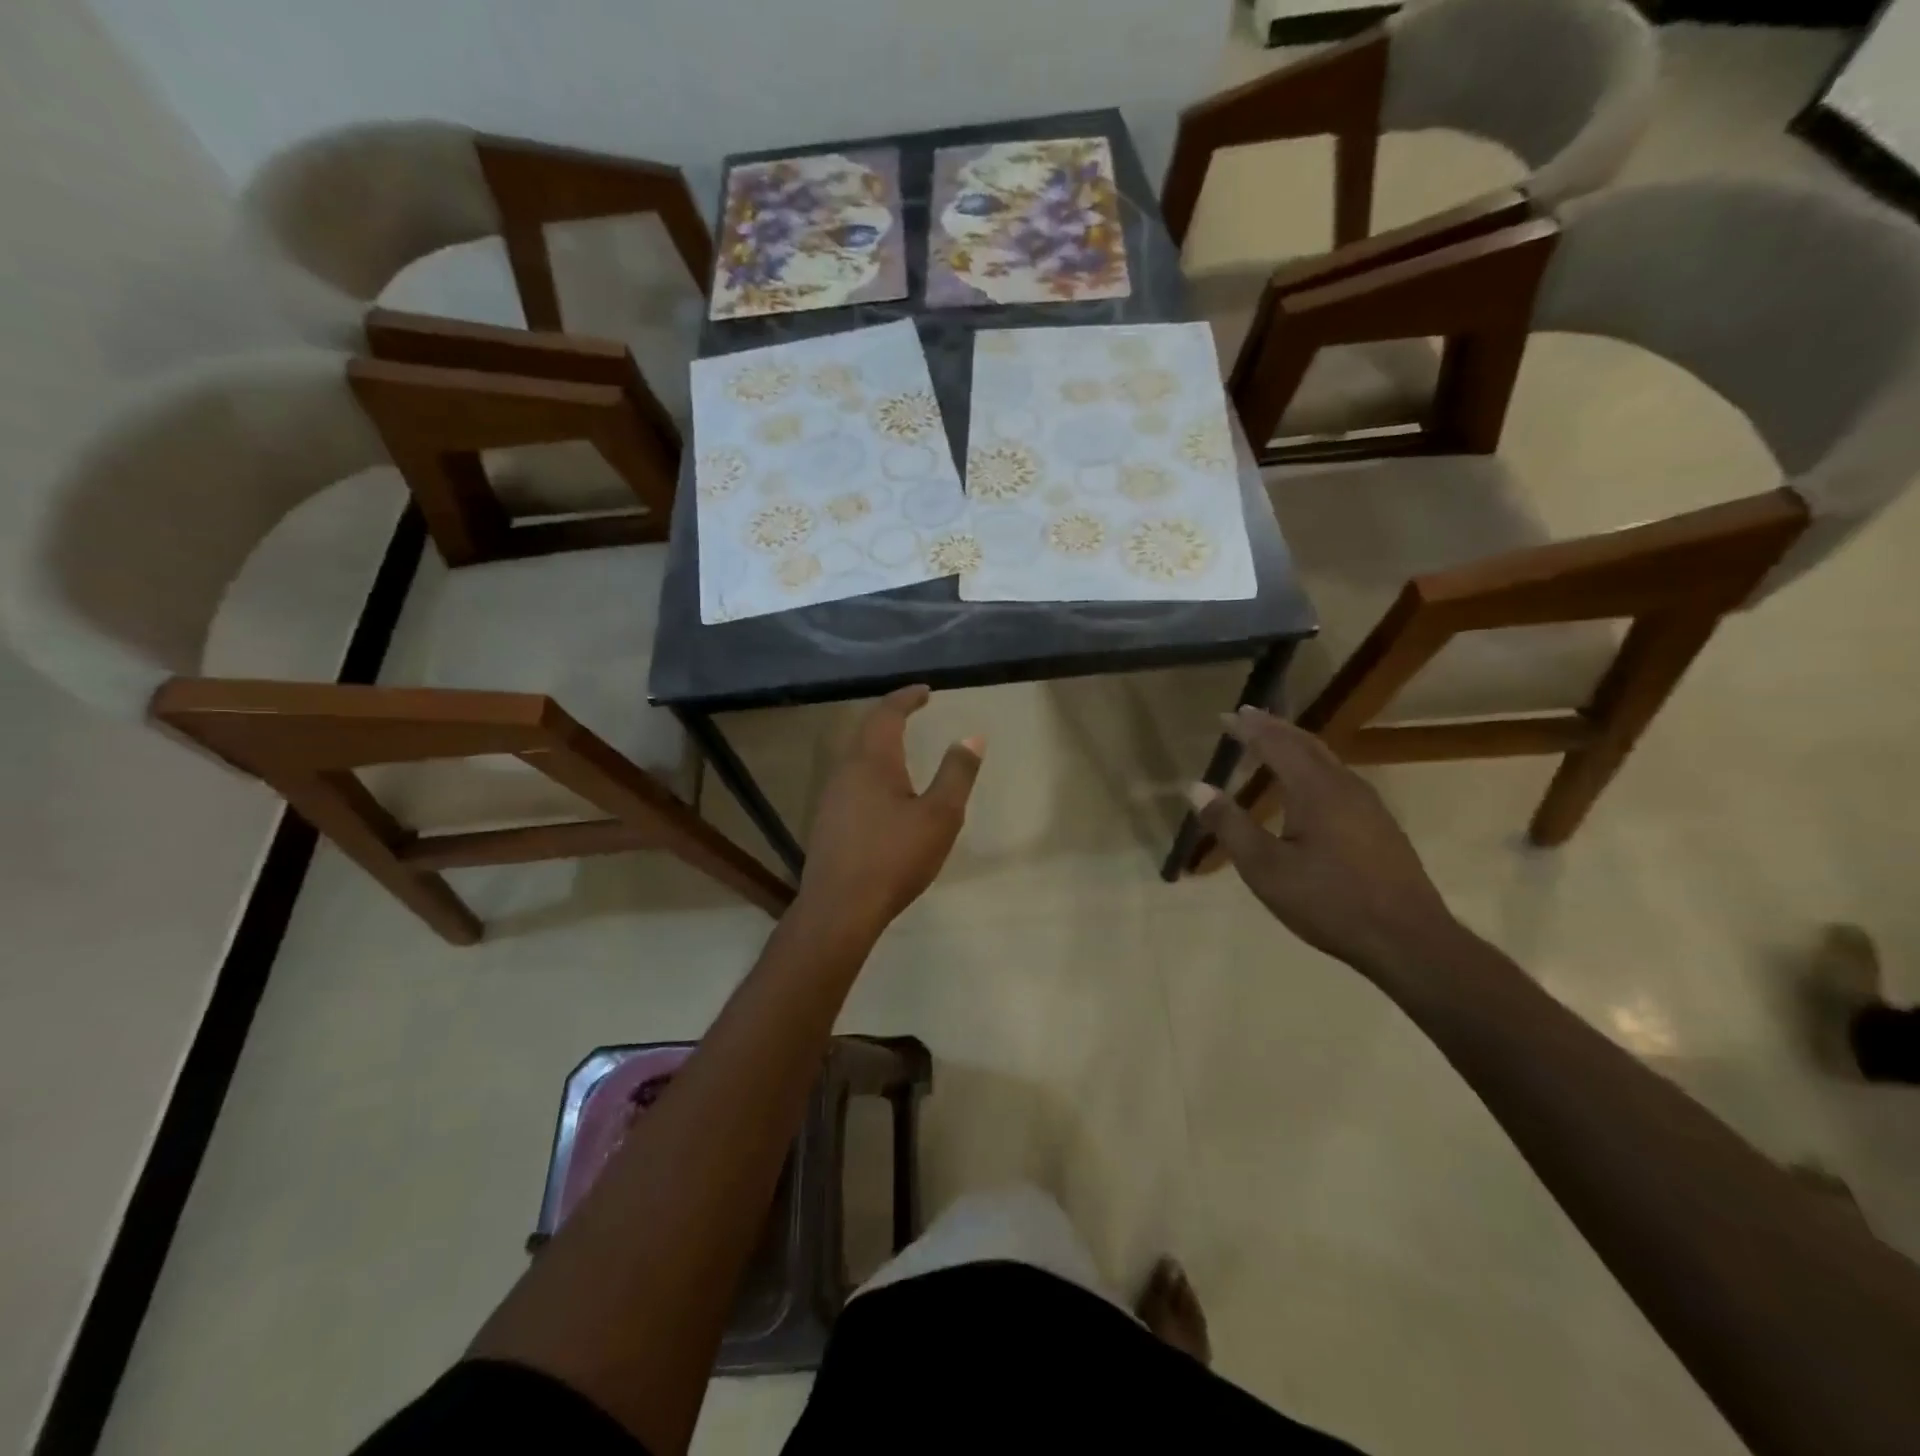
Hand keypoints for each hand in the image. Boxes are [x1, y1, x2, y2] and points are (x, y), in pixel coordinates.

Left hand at [798, 686, 982, 937]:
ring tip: (902, 746)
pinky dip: (872, 769)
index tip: (925, 690)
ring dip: (879, 743)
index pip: (887, 713)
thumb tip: (972, 737)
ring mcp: (832, 796)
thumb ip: (957, 773)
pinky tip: (884, 792)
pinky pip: (852, 779)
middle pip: (867, 730)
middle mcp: (846, 770)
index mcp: (872, 760)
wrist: (840, 908)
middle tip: (913, 711)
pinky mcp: (828, 821)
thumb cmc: (894, 857)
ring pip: (856, 756)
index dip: (907, 697)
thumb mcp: (939, 815)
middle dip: (891, 716)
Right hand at [1190, 708, 1465, 981]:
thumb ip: (1230, 826)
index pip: (1276, 744)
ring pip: (1326, 760)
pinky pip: (1338, 778)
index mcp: (1316, 790)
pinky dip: (1312, 766)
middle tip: (1247, 716)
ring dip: (1295, 745)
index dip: (1249, 729)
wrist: (1409, 941)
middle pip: (1306, 744)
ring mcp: (1369, 805)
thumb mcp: (1266, 869)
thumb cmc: (1329, 903)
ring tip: (1272, 743)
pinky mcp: (1380, 825)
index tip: (1226, 716)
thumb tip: (1196, 787)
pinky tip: (1307, 786)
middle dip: (1274, 728)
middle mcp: (1345, 786)